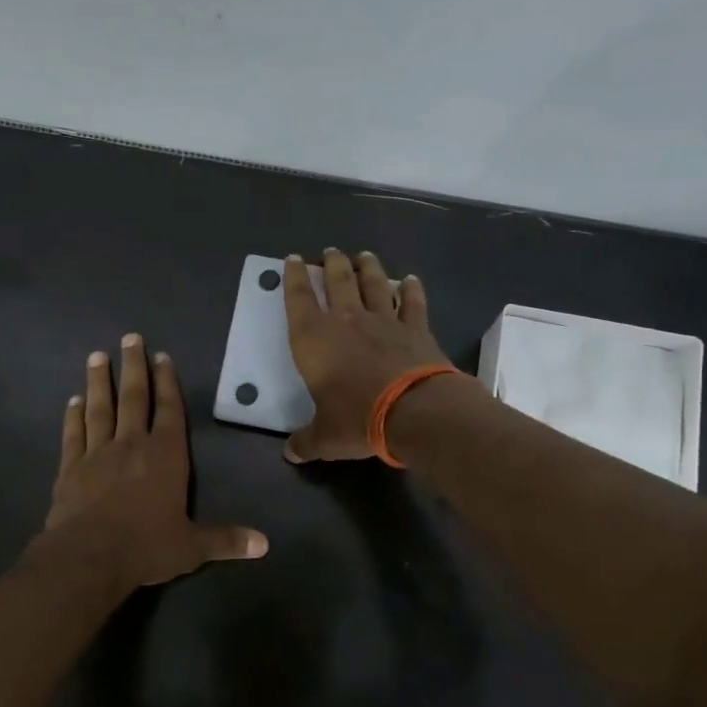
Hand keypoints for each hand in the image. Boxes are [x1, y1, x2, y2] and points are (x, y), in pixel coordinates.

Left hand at [39, 333, 267, 590]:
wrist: (89, 557)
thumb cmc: (146, 547)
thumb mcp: (192, 547)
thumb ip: (226, 539)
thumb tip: (265, 544)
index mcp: (166, 456)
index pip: (169, 410)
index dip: (167, 383)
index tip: (161, 357)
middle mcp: (132, 445)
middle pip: (134, 398)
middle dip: (133, 366)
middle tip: (129, 338)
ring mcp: (98, 453)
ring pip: (100, 409)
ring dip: (99, 382)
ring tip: (97, 356)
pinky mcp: (70, 468)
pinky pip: (73, 434)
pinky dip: (73, 416)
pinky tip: (73, 400)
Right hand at [282, 249, 453, 462]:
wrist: (415, 411)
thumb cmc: (358, 419)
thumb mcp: (325, 437)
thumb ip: (306, 441)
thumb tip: (291, 453)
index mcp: (314, 339)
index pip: (298, 299)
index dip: (292, 277)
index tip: (292, 259)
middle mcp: (346, 320)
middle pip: (337, 280)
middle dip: (331, 264)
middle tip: (330, 252)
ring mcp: (384, 321)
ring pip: (374, 283)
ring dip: (368, 267)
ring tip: (364, 255)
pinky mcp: (416, 329)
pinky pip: (413, 302)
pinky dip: (412, 289)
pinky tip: (411, 280)